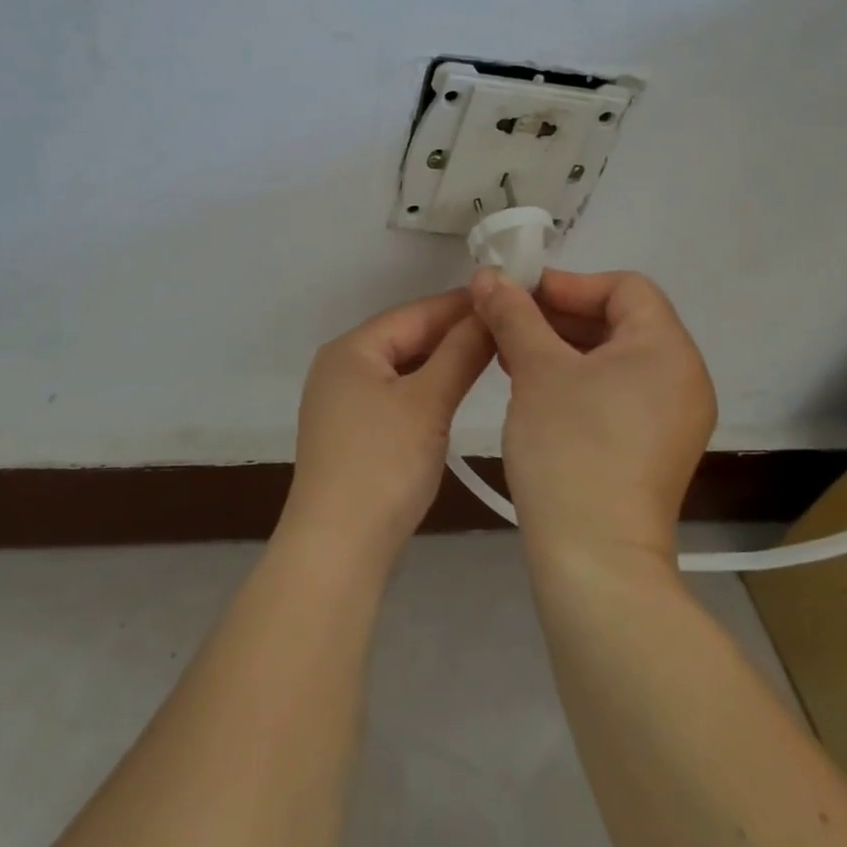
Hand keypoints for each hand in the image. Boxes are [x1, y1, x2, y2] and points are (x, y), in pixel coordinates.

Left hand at [282, 289, 495, 564]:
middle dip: (454, 333)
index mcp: (350, 349)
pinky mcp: (352, 432)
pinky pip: (395, 395)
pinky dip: (426, 389)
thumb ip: (461, 353)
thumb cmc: (382, 465)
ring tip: (491, 355)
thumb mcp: (428, 403)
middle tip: (508, 328)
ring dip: (442, 361)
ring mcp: (342, 402)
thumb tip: (489, 311)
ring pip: (402, 368)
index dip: (461, 305)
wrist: (337, 548)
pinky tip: (455, 393)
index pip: (414, 313)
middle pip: (406, 338)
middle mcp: (340, 367)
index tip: (508, 298)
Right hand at [469, 267, 716, 566]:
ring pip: (615, 359)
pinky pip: (618, 393)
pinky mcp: (655, 449)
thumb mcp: (536, 370)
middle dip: (560, 315)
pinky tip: (535, 391)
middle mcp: (683, 377)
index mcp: (667, 349)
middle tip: (507, 323)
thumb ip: (513, 314)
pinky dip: (578, 381)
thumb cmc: (570, 448)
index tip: (519, 297)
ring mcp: (673, 418)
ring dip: (564, 348)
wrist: (595, 559)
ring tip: (512, 356)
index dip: (569, 283)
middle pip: (621, 321)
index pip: (625, 287)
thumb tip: (488, 275)